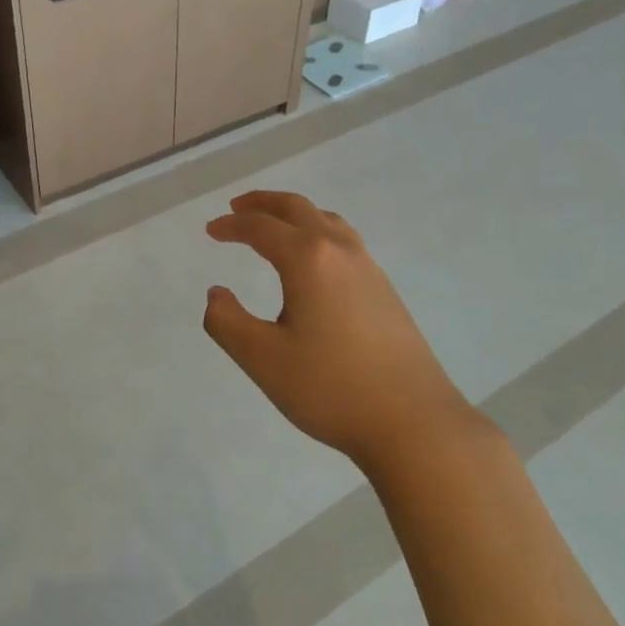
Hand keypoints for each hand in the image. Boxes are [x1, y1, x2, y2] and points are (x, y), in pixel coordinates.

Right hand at [204, 191, 474, 472]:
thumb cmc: (331, 388)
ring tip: (274, 225)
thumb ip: (226, 321)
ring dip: (294, 214)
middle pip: (297, 208)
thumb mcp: (263, 360)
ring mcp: (368, 267)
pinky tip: (314, 261)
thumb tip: (216, 293)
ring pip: (326, 219)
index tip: (211, 230)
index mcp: (308, 259)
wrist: (413, 421)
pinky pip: (343, 239)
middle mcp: (340, 250)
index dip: (231, 225)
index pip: (261, 227)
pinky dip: (316, 231)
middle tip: (236, 206)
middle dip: (263, 203)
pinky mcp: (384, 288)